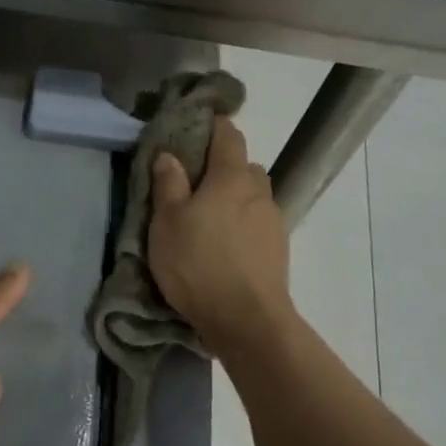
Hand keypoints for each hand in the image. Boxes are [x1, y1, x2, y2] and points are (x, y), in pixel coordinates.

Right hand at [147, 116, 292, 351]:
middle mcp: (258, 191)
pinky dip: (243, 224)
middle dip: (224, 167)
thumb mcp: (167, 223)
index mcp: (231, 177)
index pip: (229, 136)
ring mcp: (273, 220)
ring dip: (235, 198)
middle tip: (196, 183)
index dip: (214, 126)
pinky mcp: (278, 248)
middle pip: (244, 166)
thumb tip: (170, 155)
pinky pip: (258, 222)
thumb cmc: (198, 264)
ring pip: (253, 196)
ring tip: (211, 217)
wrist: (246, 319)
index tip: (198, 126)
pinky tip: (227, 244)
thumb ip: (168, 185)